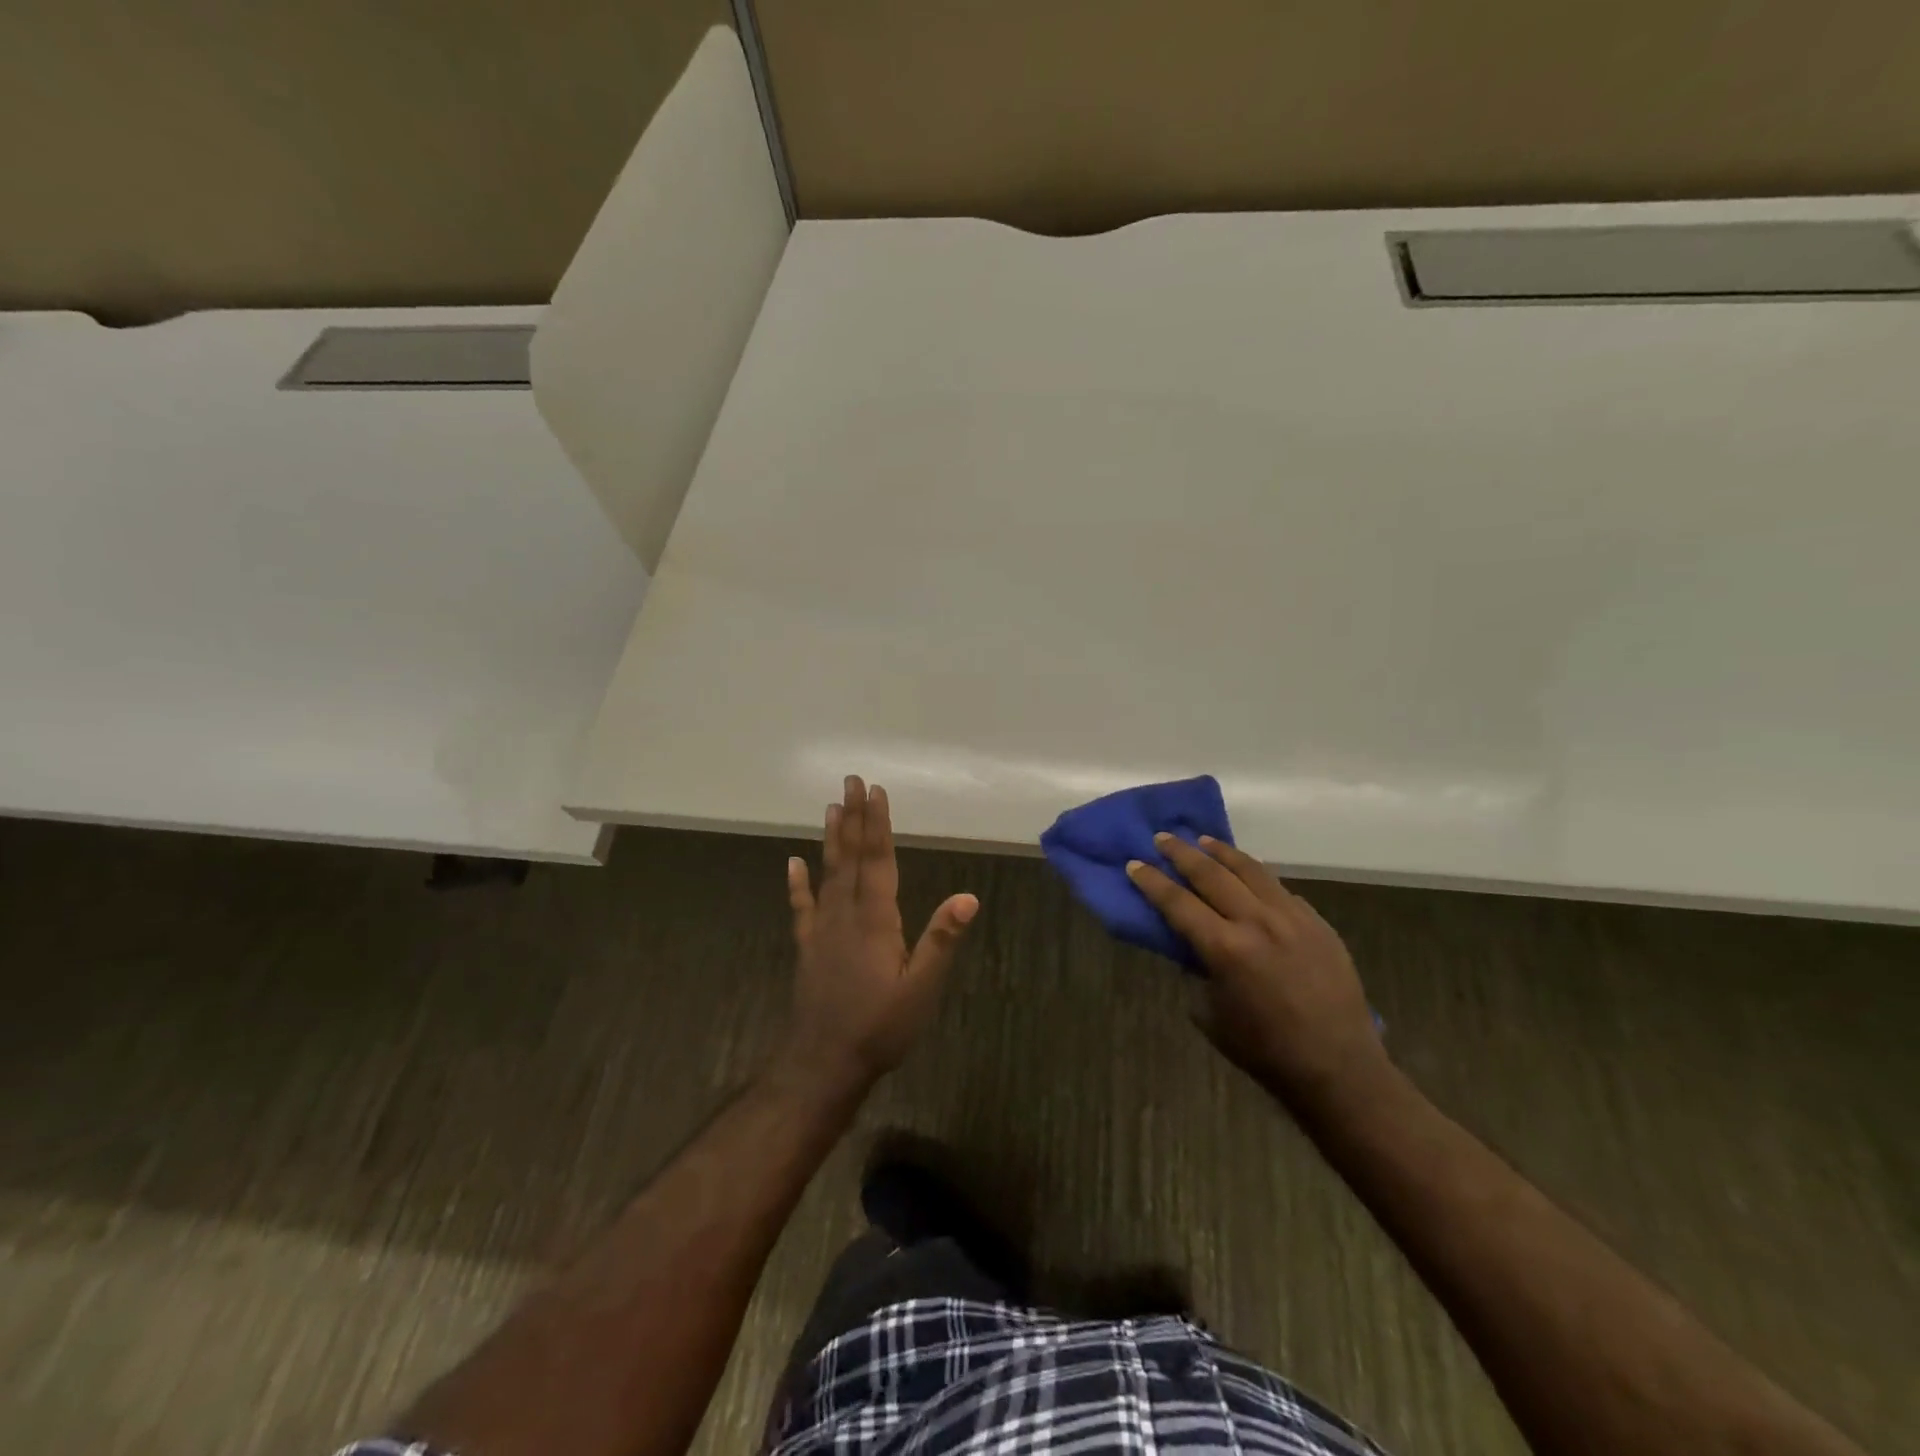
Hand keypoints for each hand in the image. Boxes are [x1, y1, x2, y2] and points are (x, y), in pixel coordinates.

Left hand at [782, 776, 978, 1091]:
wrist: (823, 1063)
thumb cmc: (880, 1027)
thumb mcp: (921, 988)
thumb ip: (941, 940)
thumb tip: (969, 896)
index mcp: (876, 920)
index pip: (878, 860)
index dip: (878, 824)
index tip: (876, 791)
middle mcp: (846, 914)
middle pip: (851, 857)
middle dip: (853, 818)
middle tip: (850, 782)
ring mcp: (823, 930)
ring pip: (828, 874)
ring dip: (831, 839)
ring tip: (830, 808)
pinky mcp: (809, 947)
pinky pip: (802, 907)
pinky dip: (798, 883)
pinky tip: (793, 862)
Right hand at [1127, 835, 1385, 1108]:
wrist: (1338, 1067)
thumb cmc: (1264, 1049)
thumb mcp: (1211, 1013)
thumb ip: (1197, 971)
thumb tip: (1191, 946)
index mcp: (1225, 949)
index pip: (1177, 902)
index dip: (1151, 881)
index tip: (1133, 864)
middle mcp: (1257, 922)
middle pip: (1211, 874)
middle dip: (1181, 853)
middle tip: (1162, 838)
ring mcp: (1292, 918)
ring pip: (1250, 870)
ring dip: (1221, 852)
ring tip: (1203, 840)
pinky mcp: (1317, 923)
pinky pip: (1280, 889)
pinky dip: (1257, 877)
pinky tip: (1248, 877)